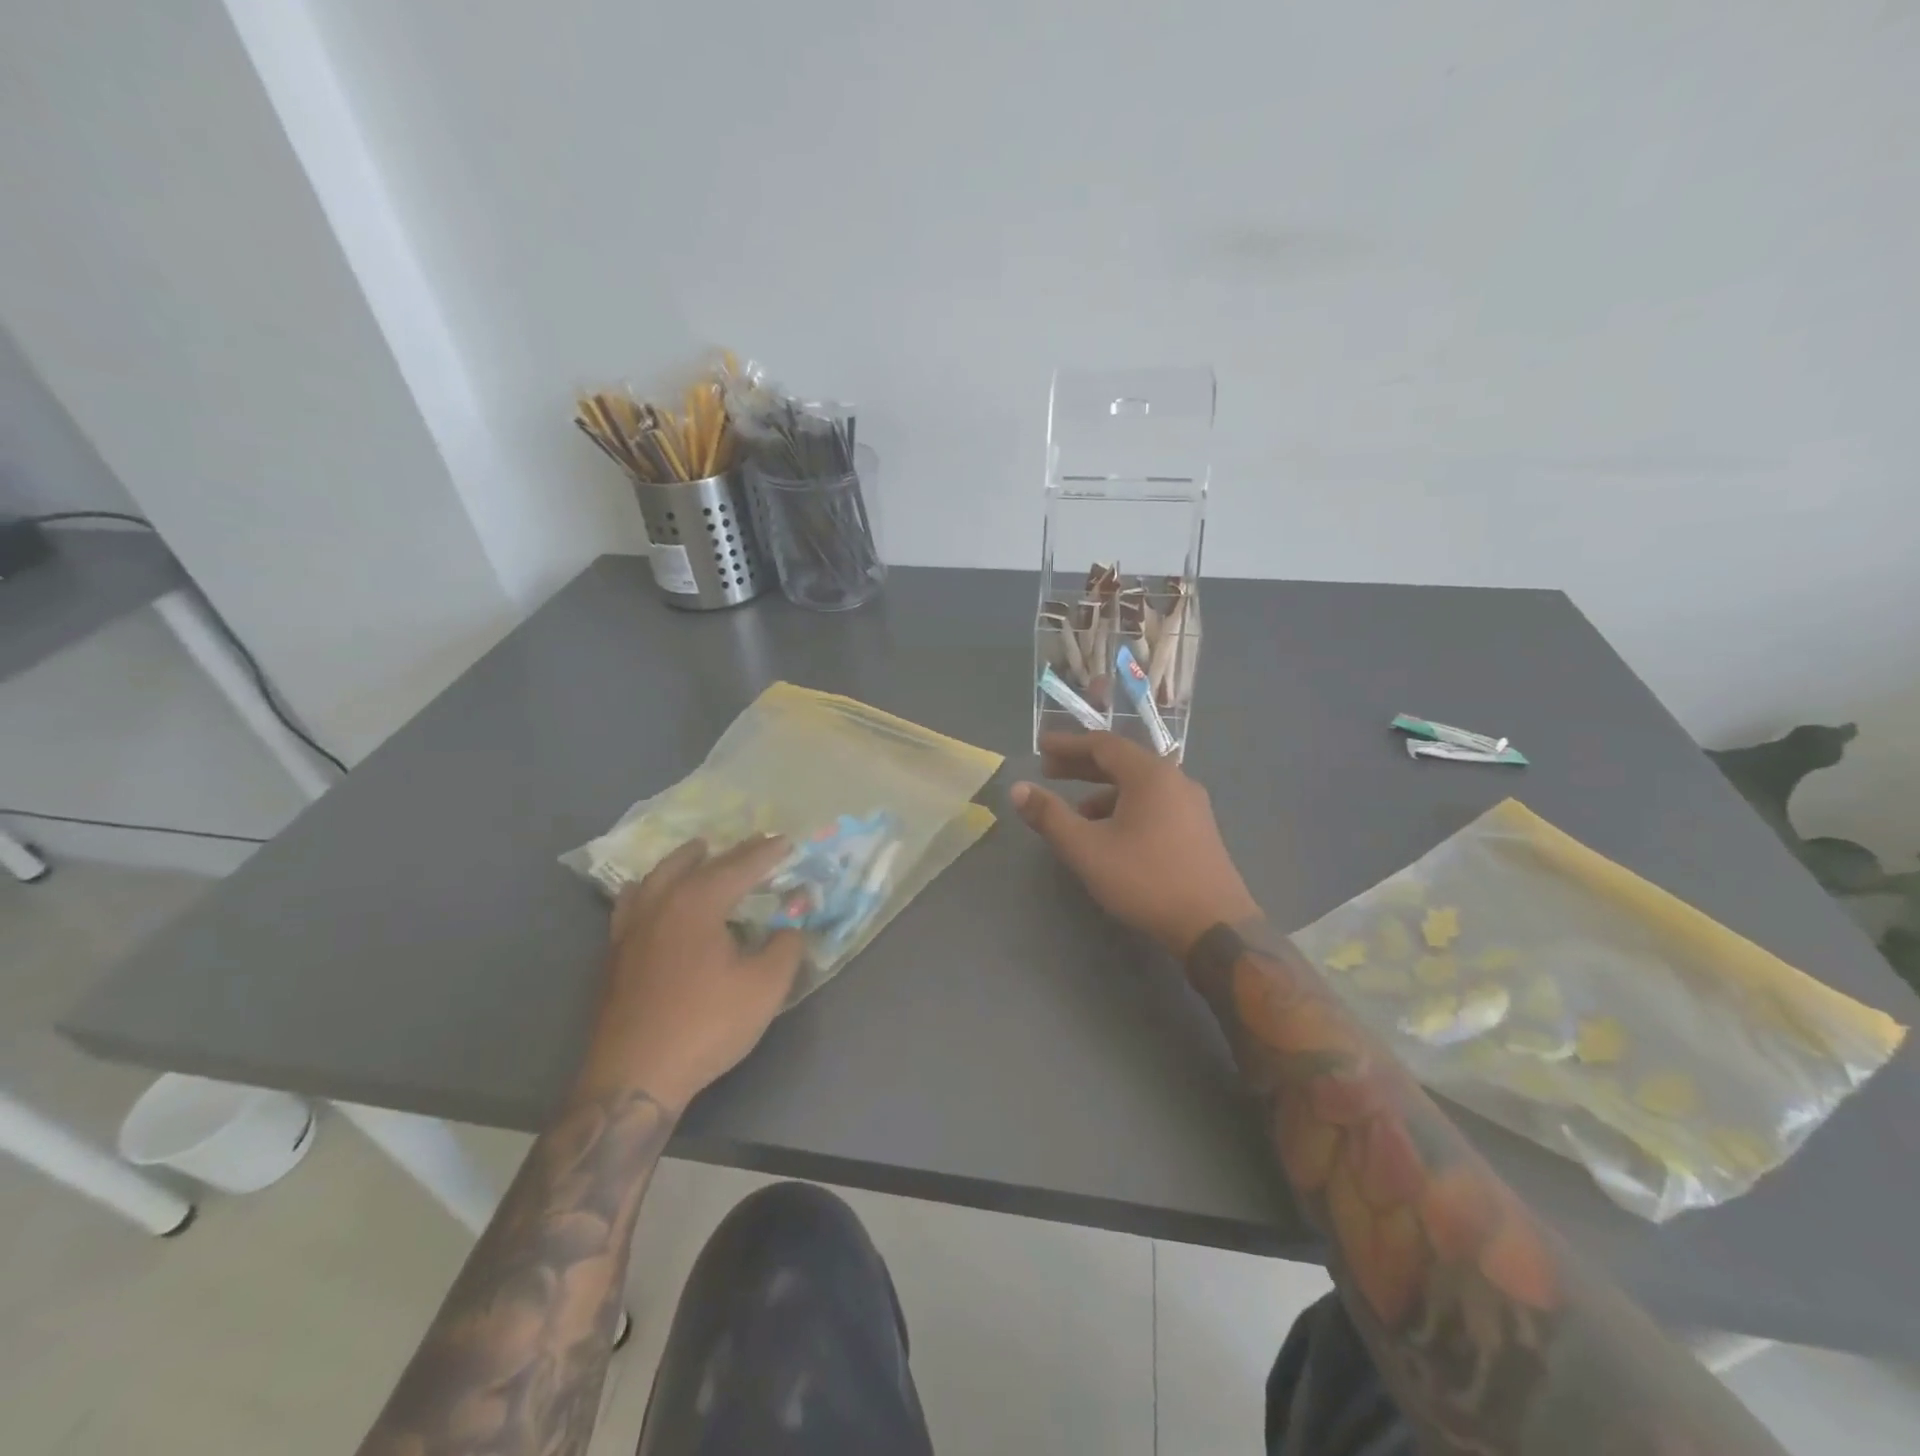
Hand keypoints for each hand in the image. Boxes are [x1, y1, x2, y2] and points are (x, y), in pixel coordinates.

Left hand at [574, 836, 804, 1114]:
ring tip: (698, 853)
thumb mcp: (765, 987)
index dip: (766, 853)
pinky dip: (651, 888)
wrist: (634, 1078)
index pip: (739, 867)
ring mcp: (630, 928)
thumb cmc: (705, 1025)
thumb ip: (786, 947)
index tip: (785, 840)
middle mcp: (660, 904)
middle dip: (728, 852)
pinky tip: (653, 898)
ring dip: (682, 862)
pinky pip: (633, 902)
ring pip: (656, 877)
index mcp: (698, 903)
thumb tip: (792, 925)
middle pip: (696, 864)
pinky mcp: (614, 954)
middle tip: (752, 843)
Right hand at [1011, 732, 1258, 957]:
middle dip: (1082, 765)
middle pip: (1122, 761)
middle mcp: (1175, 780)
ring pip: (1138, 785)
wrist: (1215, 926)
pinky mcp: (1198, 829)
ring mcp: (1191, 805)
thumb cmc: (1146, 880)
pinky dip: (1124, 806)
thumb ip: (1050, 816)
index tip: (1041, 747)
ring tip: (1075, 811)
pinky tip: (1110, 834)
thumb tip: (1018, 790)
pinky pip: (1154, 803)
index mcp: (1150, 775)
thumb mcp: (1088, 849)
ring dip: (1102, 790)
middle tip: (1049, 771)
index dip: (1068, 744)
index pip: (1102, 744)